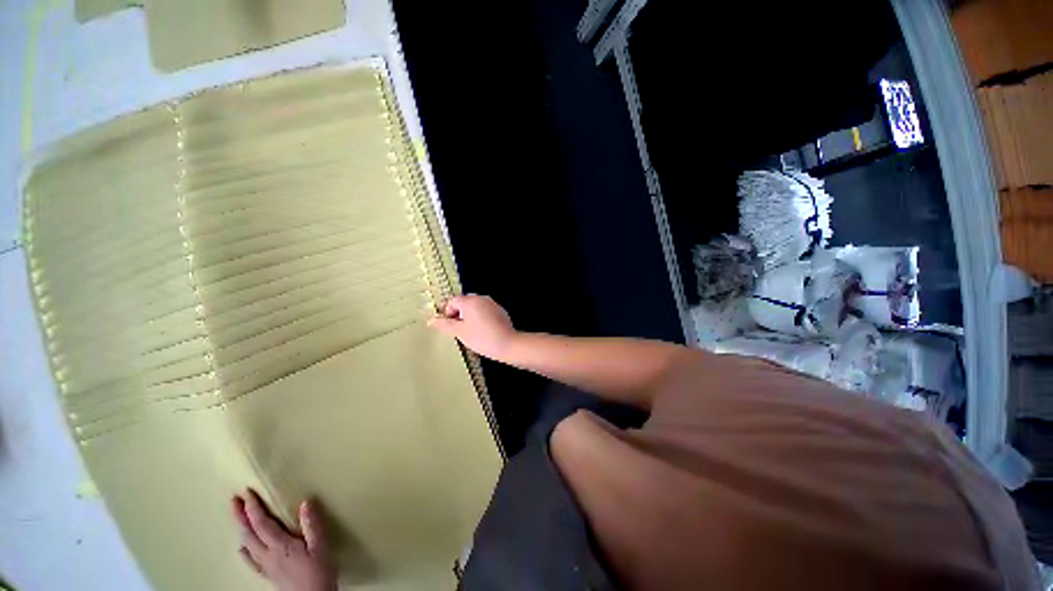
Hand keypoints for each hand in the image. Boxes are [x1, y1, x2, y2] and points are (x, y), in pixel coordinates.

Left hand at [232, 489, 336, 590]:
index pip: (262, 523)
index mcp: (280, 545)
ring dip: (241, 529)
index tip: (247, 493)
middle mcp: (268, 554)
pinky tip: (242, 548)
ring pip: (248, 545)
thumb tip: (305, 503)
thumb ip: (312, 525)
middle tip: (234, 500)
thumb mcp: (320, 546)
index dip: (253, 508)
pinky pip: (252, 561)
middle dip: (240, 516)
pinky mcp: (268, 575)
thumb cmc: (319, 571)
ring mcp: (266, 566)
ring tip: (238, 517)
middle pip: (249, 533)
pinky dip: (245, 551)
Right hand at [428, 295, 517, 360]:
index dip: (447, 314)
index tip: (450, 327)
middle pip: (463, 303)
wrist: (508, 344)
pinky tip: (483, 332)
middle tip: (459, 331)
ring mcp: (492, 303)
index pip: (451, 301)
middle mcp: (481, 298)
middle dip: (458, 315)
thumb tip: (431, 320)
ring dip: (469, 317)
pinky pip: (485, 312)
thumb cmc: (481, 337)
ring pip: (474, 308)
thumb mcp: (459, 332)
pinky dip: (480, 319)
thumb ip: (444, 325)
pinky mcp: (500, 311)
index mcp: (470, 300)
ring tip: (471, 333)